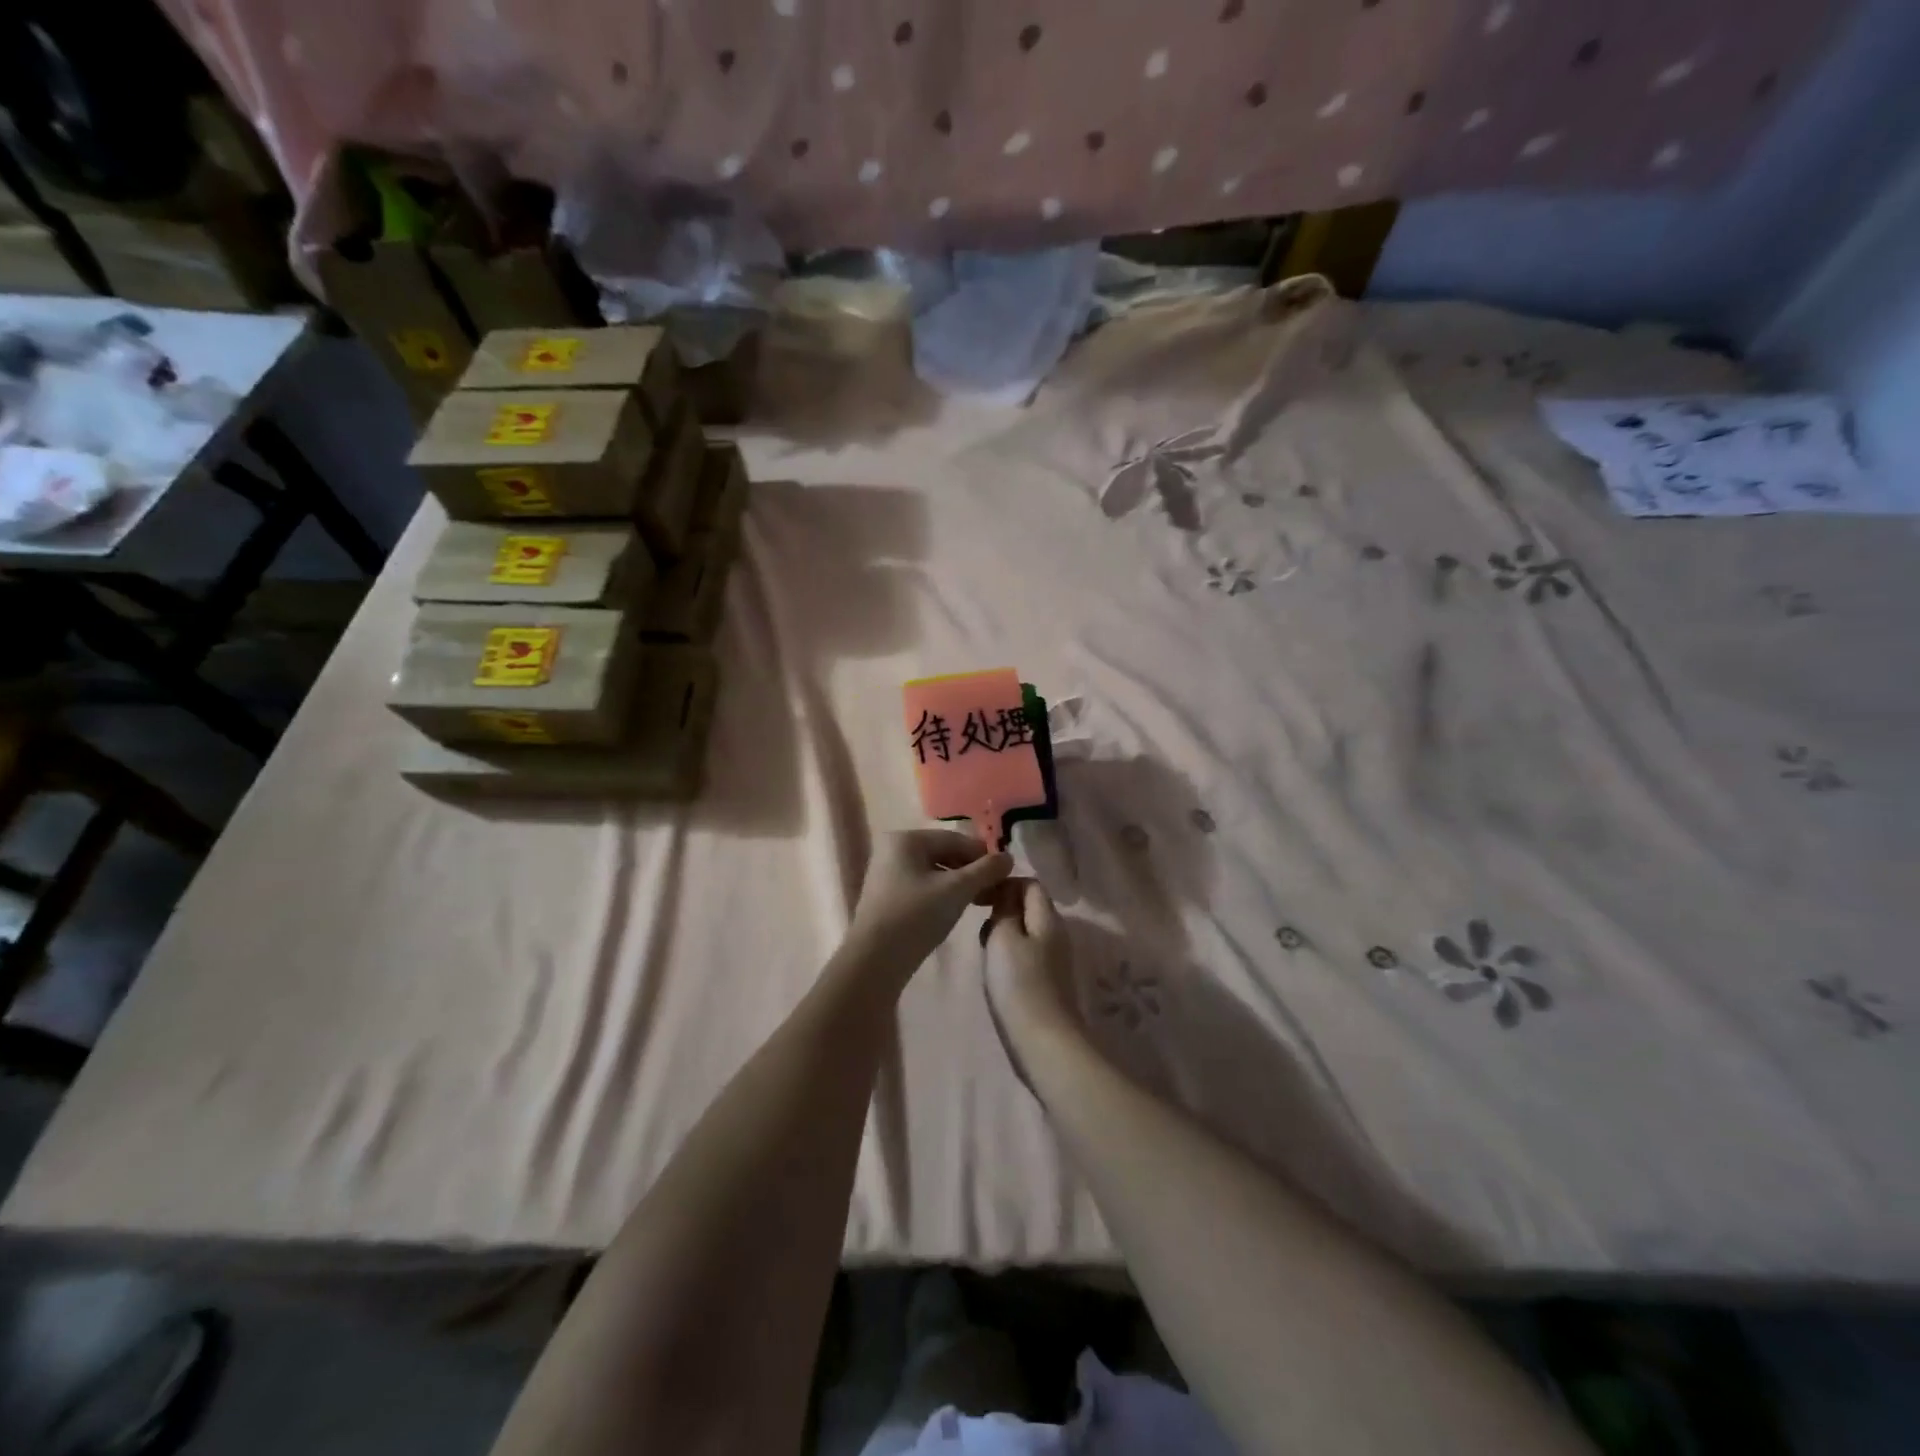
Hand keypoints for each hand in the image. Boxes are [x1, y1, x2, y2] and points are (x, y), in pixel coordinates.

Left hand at [846, 830, 1013, 975]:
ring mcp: (887, 873)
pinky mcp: (886, 896)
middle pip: (944, 854)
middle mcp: (893, 849)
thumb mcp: (957, 890)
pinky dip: (942, 894)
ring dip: (959, 884)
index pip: (955, 839)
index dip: (983, 855)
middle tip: (995, 891)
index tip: (1005, 874)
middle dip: (971, 871)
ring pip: (934, 872)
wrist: (874, 960)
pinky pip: (922, 886)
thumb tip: (1009, 857)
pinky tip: (956, 909)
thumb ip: (985, 870)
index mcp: (906, 839)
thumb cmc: (916, 916)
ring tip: (981, 902)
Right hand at [983, 879, 1080, 1071]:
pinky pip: (1026, 955)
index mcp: (1048, 918)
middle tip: (978, 925)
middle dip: (1001, 909)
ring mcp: (1053, 960)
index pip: (1030, 884)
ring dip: (1002, 934)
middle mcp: (1056, 934)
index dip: (1004, 884)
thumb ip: (1004, 909)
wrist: (1043, 1042)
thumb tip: (1006, 892)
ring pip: (1025, 932)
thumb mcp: (1004, 937)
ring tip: (983, 950)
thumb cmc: (1019, 984)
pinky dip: (1008, 955)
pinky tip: (995, 973)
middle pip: (1029, 907)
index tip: (979, 897)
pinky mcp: (1047, 982)